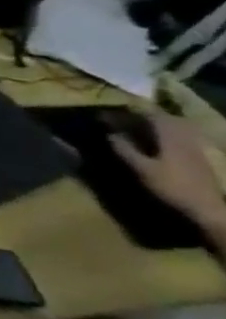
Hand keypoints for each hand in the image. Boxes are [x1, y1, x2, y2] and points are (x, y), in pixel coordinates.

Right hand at [111, 112, 225, 234]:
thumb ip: (125, 150)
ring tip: (140, 128)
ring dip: (158, 126)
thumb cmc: (171, 186)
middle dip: (147, 117)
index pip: (154, 117)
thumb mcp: (142, 169)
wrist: (207, 208)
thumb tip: (110, 134)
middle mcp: (185, 140)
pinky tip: (158, 143)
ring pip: (177, 130)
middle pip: (168, 122)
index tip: (116, 110)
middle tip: (127, 118)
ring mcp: (194, 150)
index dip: (135, 111)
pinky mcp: (198, 159)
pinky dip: (168, 136)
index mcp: (171, 139)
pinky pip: (182, 140)